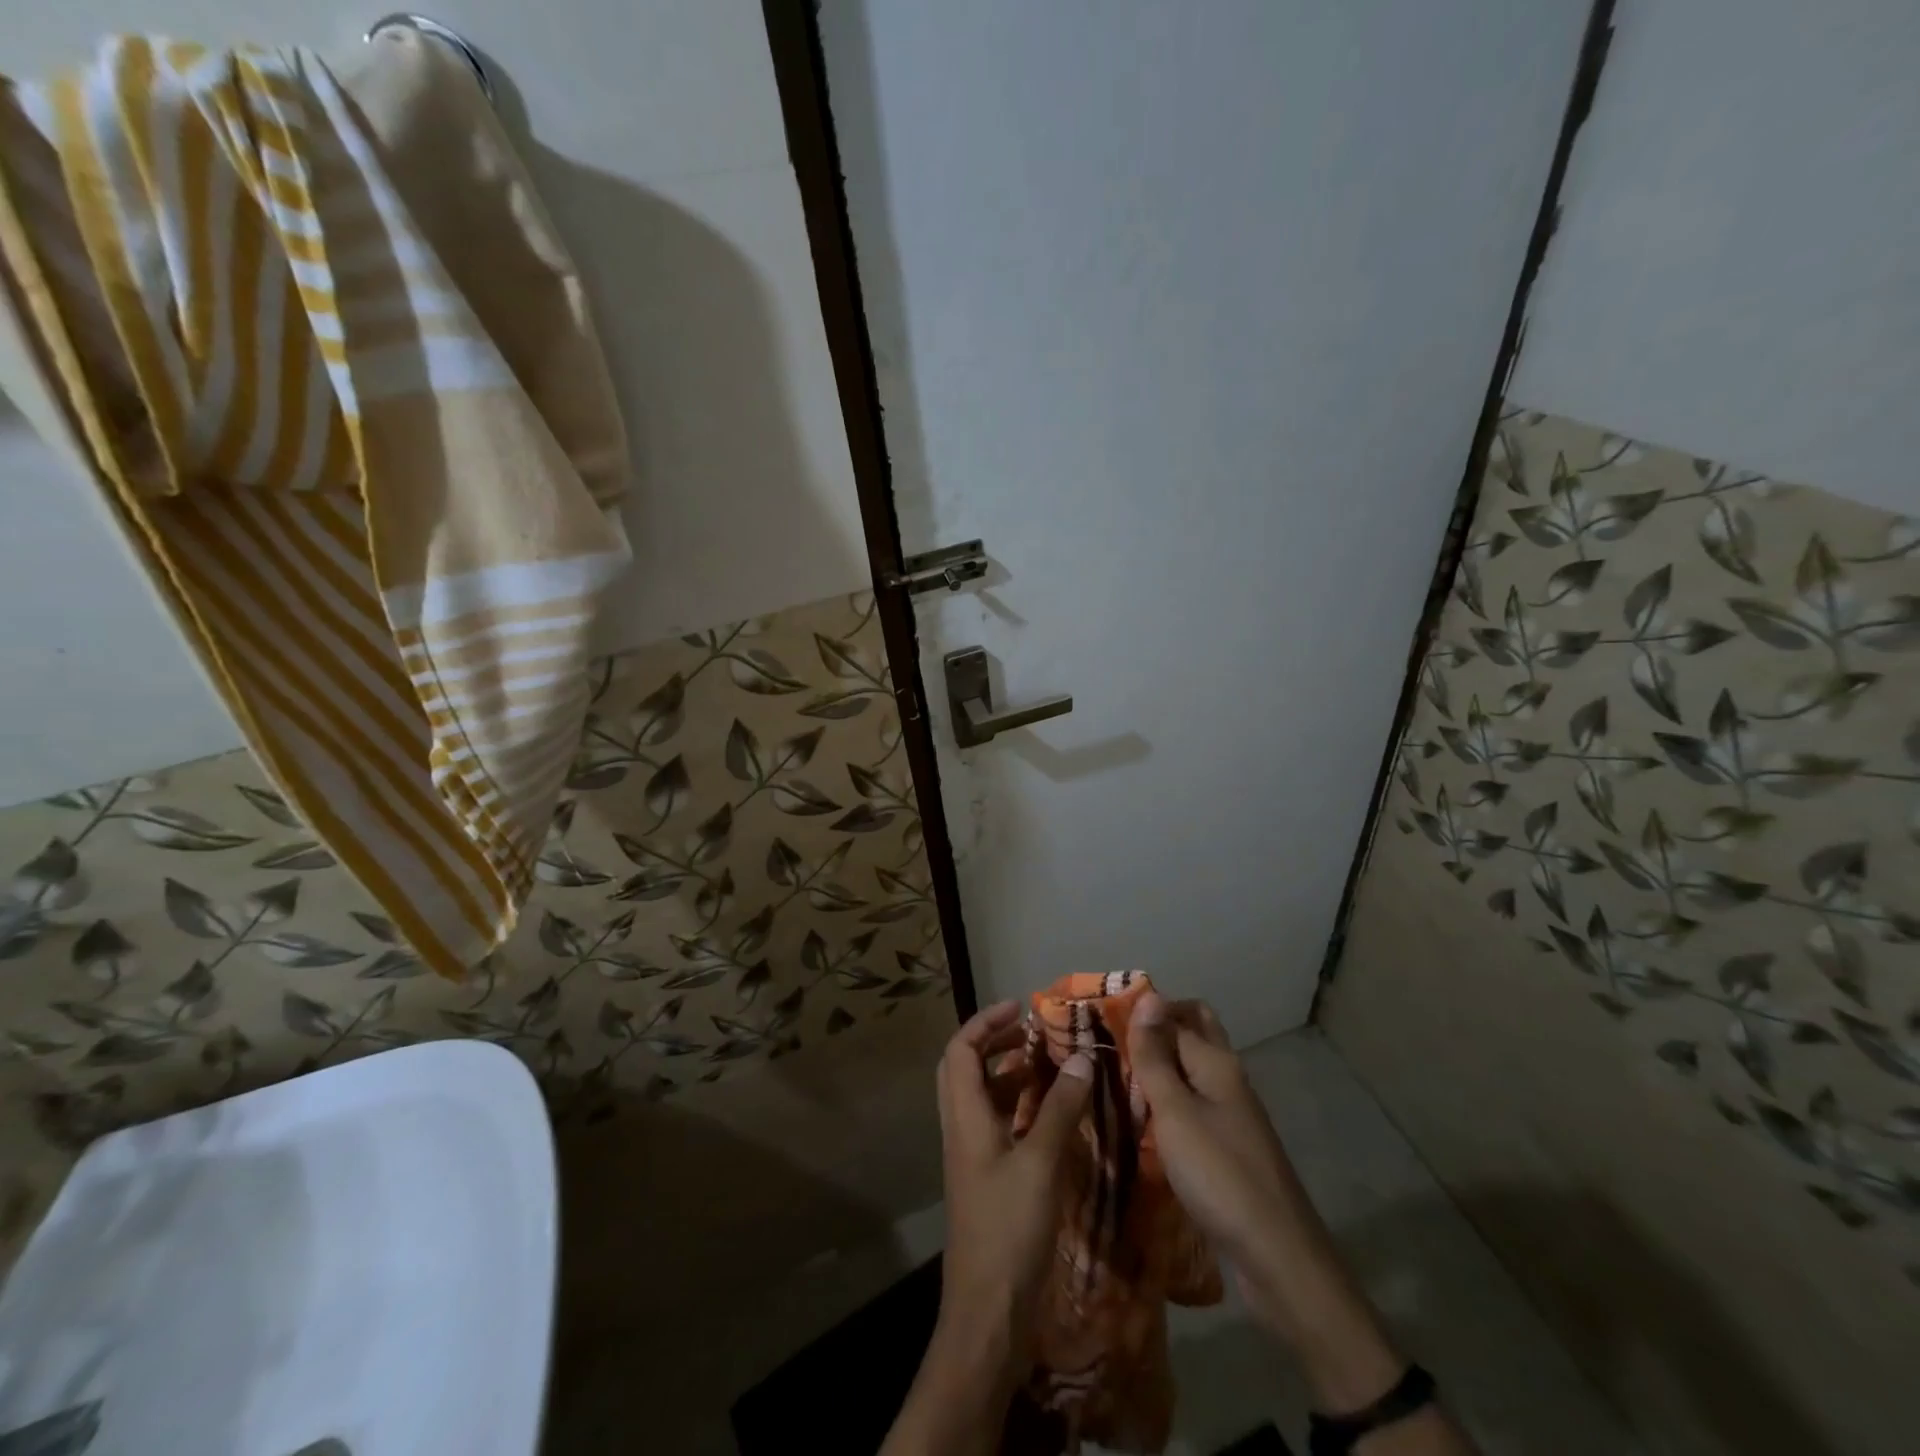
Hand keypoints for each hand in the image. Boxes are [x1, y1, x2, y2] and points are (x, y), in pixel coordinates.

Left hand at [881, 1000, 1091, 1455]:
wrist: (987, 1314)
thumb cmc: (1009, 1230)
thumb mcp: (1041, 1164)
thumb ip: (1061, 1108)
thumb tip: (1081, 1057)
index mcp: (964, 1117)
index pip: (960, 1050)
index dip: (985, 1021)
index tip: (1020, 1007)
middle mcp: (961, 1129)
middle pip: (965, 1069)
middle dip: (995, 1042)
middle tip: (1033, 1033)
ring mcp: (972, 1157)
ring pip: (982, 1098)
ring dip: (1009, 1074)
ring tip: (1048, 1066)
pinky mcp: (986, 1181)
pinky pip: (998, 1126)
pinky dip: (1020, 1108)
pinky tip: (1051, 1116)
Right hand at [1128, 994, 1406, 1413]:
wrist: (1279, 1258)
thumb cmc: (1220, 1175)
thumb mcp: (1176, 1112)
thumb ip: (1156, 1056)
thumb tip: (1148, 995)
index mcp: (1216, 1061)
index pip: (1172, 1015)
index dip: (1137, 1011)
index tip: (1094, 1019)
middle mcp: (1227, 1077)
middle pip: (1191, 1033)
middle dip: (1153, 1030)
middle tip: (1109, 1041)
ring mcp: (1231, 1113)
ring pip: (1190, 1071)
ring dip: (1157, 1066)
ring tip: (1111, 1076)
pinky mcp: (1228, 1146)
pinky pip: (1192, 1105)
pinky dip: (1167, 1101)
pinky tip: (1140, 1118)